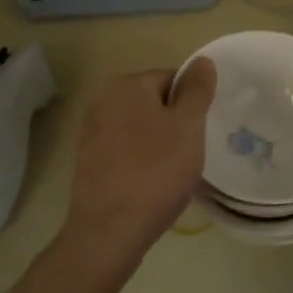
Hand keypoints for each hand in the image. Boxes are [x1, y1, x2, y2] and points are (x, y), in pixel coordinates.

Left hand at [61, 60, 215, 270]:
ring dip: (160, 145)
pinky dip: (142, 163)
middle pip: (155, 103)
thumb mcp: (188, 126)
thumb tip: (203, 61)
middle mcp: (103, 101)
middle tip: (190, 153)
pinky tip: (152, 187)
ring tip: (173, 174)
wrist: (109, 231)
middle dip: (176, 125)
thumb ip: (197, 90)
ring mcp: (92, 133)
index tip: (200, 132)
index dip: (192, 104)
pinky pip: (126, 152)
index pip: (173, 79)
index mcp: (127, 85)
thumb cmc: (156, 171)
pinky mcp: (89, 163)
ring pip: (142, 130)